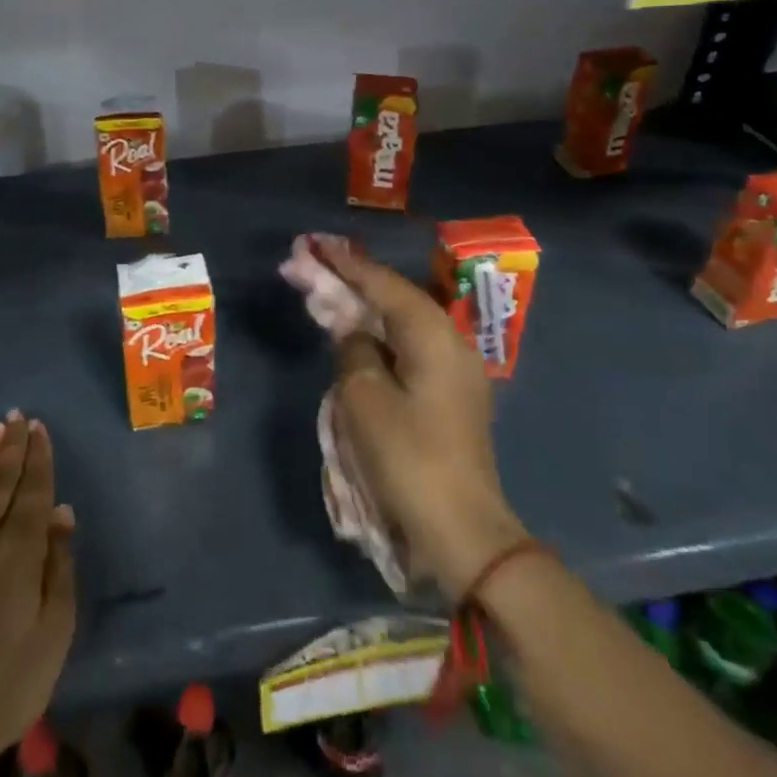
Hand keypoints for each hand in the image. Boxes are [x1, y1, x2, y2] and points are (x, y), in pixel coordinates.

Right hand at [319, 239, 527, 600]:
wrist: (462, 532)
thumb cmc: (408, 458)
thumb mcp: (364, 398)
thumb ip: (354, 349)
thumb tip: (353, 330)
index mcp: (433, 336)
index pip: (384, 285)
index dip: (347, 264)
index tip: (315, 245)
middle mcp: (450, 344)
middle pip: (395, 300)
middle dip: (354, 282)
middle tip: (313, 266)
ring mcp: (455, 372)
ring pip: (403, 325)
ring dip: (365, 310)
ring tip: (329, 295)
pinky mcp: (451, 398)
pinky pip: (409, 350)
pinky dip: (380, 337)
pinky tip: (358, 338)